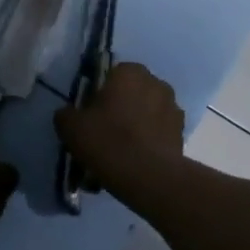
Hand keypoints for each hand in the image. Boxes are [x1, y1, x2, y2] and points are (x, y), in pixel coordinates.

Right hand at [54, 62, 183, 193]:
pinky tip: (137, 159)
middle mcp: (156, 82)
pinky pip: (159, 131)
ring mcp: (173, 107)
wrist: (148, 176)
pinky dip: (150, 140)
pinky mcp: (182, 132)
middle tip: (105, 131)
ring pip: (148, 111)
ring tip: (122, 149)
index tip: (91, 114)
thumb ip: (66, 114)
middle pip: (132, 92)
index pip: (111, 74)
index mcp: (129, 72)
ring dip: (138, 123)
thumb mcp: (71, 127)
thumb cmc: (107, 141)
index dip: (99, 94)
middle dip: (121, 106)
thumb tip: (68, 114)